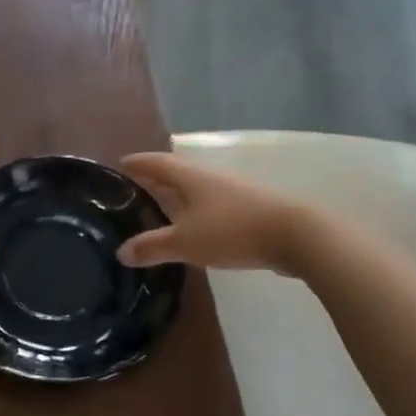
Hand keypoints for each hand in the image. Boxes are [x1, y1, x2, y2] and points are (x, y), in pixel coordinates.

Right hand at [116, 152, 307, 273]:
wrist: (296, 235)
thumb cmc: (233, 230)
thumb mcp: (186, 242)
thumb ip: (152, 247)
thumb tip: (121, 252)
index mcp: (190, 177)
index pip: (156, 163)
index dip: (137, 163)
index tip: (119, 164)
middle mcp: (209, 178)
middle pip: (175, 173)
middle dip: (153, 180)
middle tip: (131, 190)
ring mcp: (231, 192)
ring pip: (194, 189)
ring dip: (175, 196)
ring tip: (158, 210)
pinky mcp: (248, 208)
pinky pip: (210, 205)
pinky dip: (194, 211)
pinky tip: (192, 227)